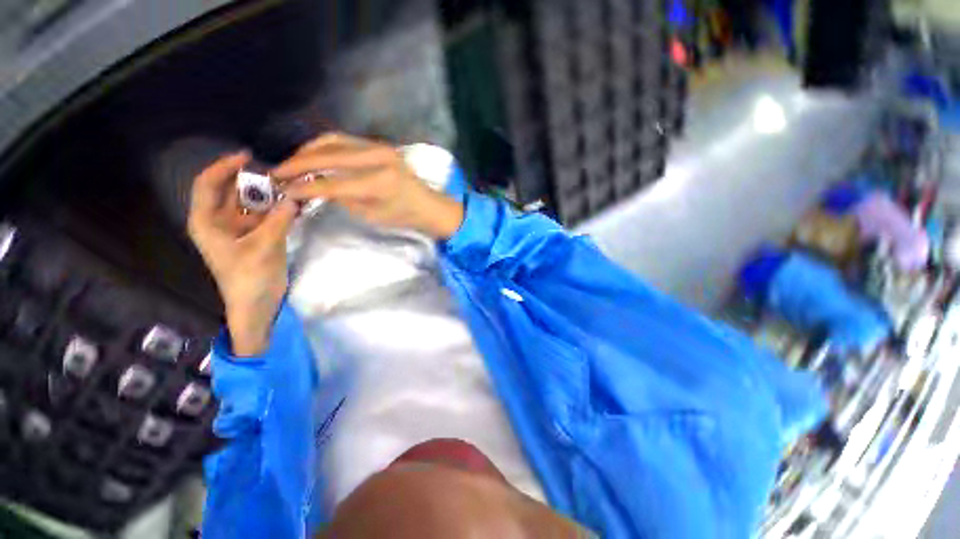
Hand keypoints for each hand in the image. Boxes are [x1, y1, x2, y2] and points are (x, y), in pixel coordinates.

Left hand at [187, 152, 298, 355]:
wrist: (258, 304)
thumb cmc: (249, 278)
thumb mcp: (263, 247)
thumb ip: (279, 220)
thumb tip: (295, 198)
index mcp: (208, 222)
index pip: (209, 184)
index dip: (224, 167)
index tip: (248, 156)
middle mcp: (221, 221)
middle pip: (233, 191)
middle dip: (254, 181)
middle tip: (279, 173)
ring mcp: (242, 229)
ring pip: (254, 203)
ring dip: (271, 195)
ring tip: (292, 185)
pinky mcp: (259, 236)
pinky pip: (268, 216)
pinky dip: (280, 209)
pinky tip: (296, 203)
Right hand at [271, 133, 463, 238]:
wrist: (429, 205)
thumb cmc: (405, 216)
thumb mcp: (373, 215)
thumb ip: (344, 199)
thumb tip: (315, 187)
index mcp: (379, 183)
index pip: (332, 183)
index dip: (304, 187)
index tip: (283, 189)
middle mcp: (378, 159)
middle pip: (328, 154)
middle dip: (298, 163)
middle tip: (277, 172)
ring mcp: (380, 148)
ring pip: (333, 141)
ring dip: (309, 150)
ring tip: (292, 164)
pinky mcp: (380, 145)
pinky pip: (345, 141)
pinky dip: (325, 146)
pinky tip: (314, 156)